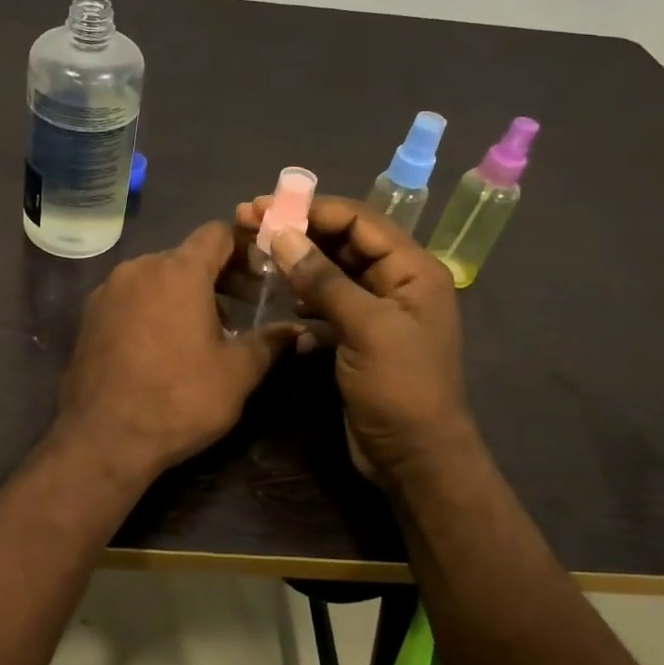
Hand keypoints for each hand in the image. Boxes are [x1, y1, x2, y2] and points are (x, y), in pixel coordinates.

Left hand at [55, 222, 297, 481]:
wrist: (103, 438)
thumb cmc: (179, 398)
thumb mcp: (237, 373)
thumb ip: (270, 343)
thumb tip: (301, 332)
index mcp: (178, 271)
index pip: (217, 234)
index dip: (245, 248)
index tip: (263, 276)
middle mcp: (138, 268)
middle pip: (186, 256)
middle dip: (218, 277)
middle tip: (245, 308)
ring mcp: (108, 292)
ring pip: (156, 277)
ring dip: (184, 294)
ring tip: (205, 332)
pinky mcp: (89, 316)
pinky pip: (131, 298)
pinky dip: (153, 308)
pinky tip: (164, 345)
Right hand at [237, 195, 477, 486]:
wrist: (413, 458)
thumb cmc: (400, 388)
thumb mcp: (366, 328)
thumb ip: (324, 280)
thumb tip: (281, 235)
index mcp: (412, 270)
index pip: (360, 220)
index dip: (313, 209)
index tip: (266, 206)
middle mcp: (395, 282)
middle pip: (344, 240)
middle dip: (299, 229)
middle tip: (249, 221)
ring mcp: (375, 310)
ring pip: (331, 269)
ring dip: (296, 259)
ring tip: (254, 250)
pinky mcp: (356, 335)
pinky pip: (325, 300)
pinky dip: (301, 292)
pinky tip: (275, 291)